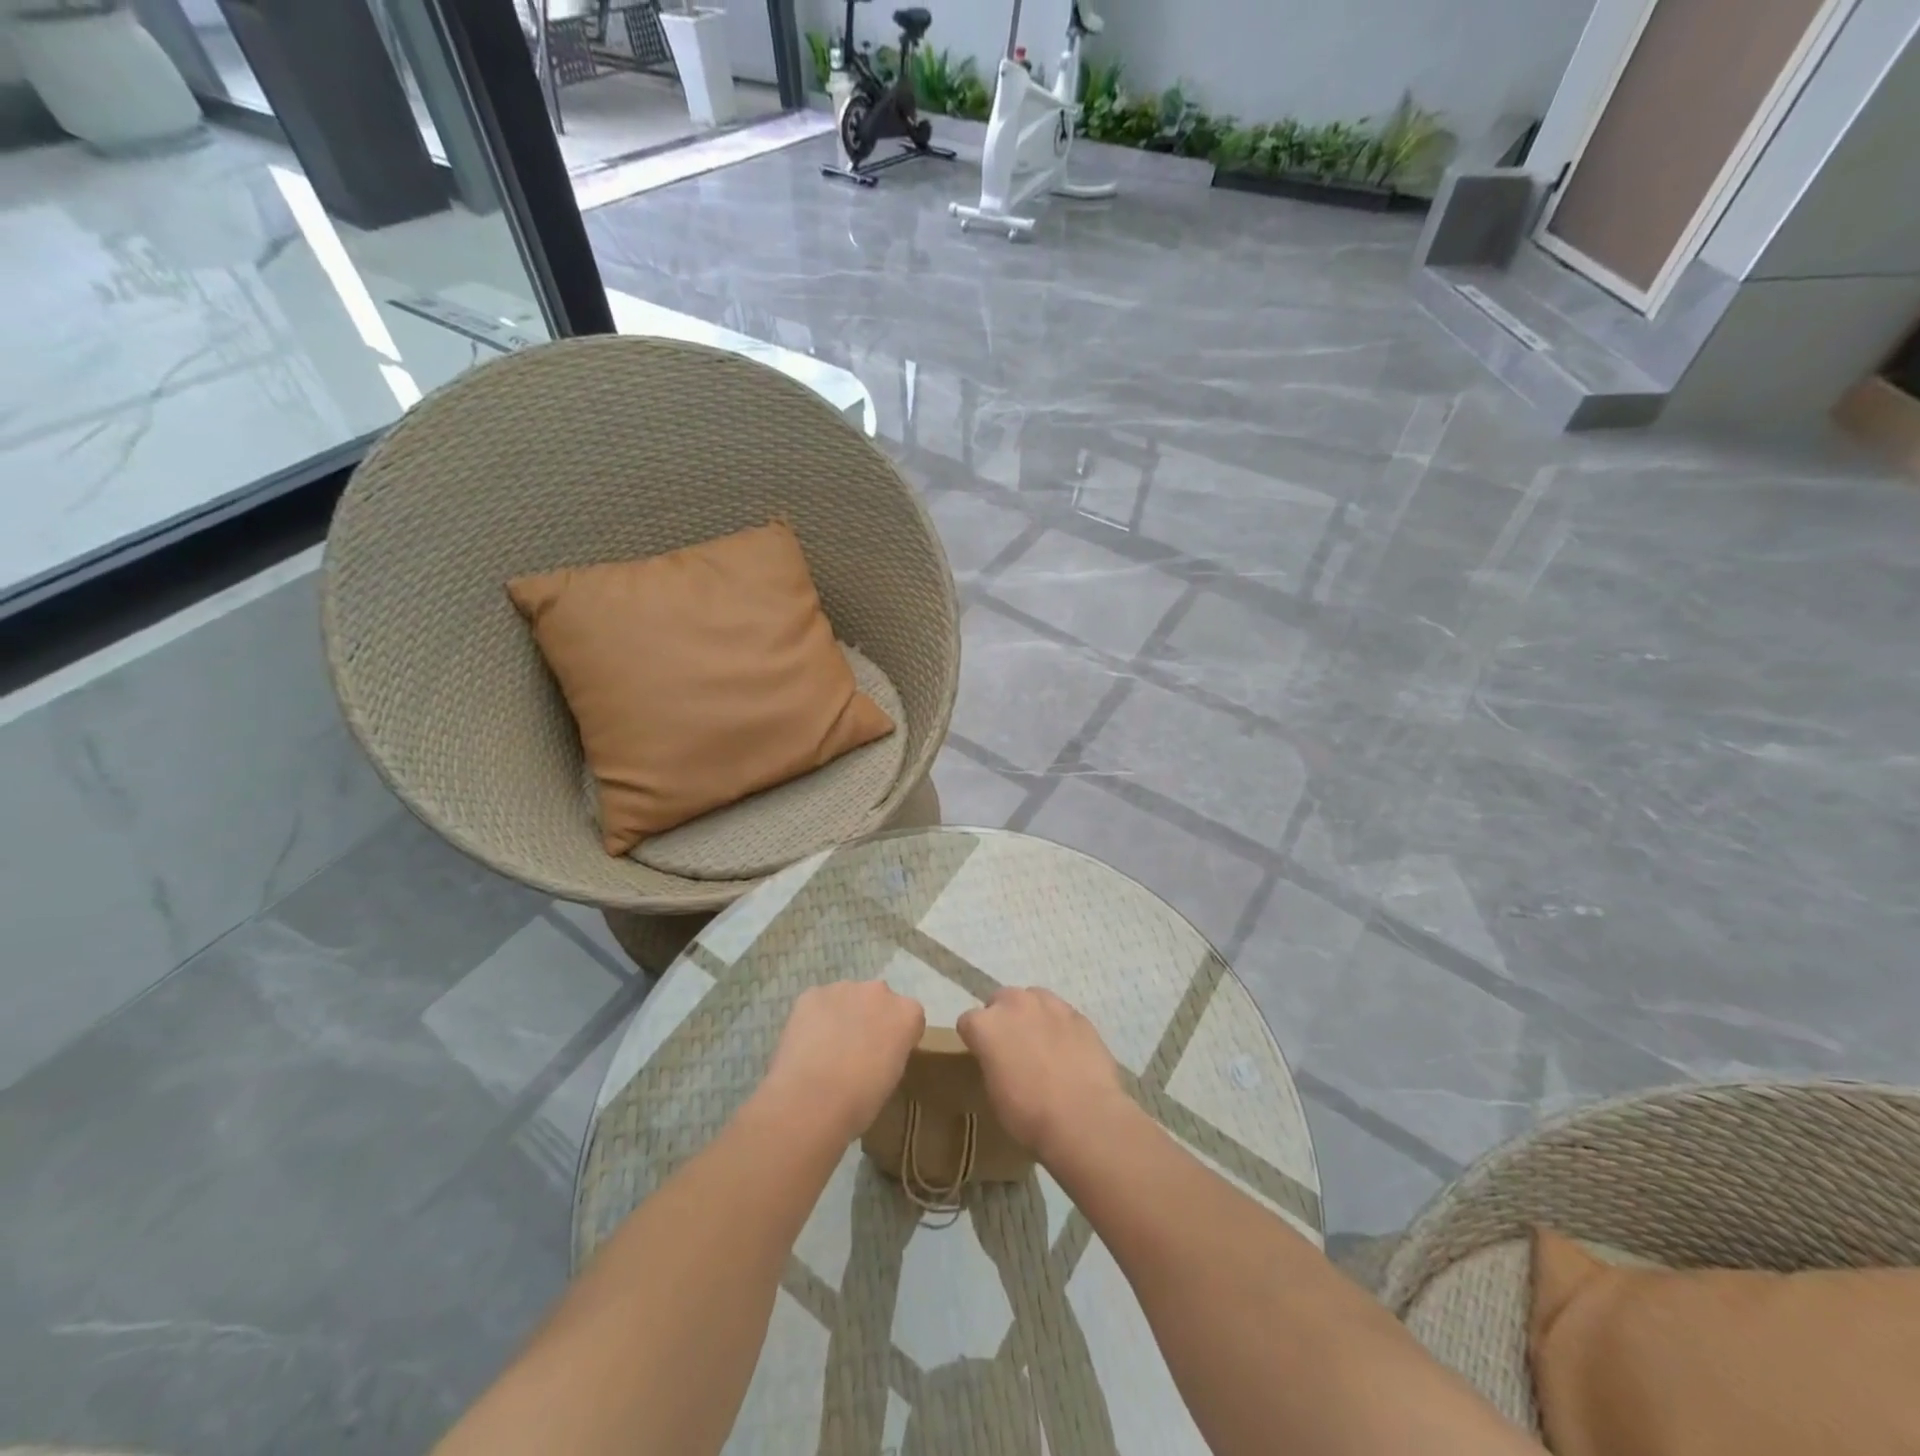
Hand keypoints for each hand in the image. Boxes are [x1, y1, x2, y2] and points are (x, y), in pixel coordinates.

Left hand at [758, 981, 924, 1143]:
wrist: (812, 1101)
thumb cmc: (860, 1102)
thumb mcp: (892, 1078)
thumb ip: (891, 1051)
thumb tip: (877, 1051)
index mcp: (907, 1013)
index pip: (909, 1017)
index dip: (897, 1036)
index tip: (886, 1055)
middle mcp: (879, 991)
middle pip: (878, 1000)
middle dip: (870, 1017)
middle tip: (855, 1049)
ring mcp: (844, 988)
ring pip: (847, 997)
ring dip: (843, 1015)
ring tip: (827, 1048)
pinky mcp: (812, 994)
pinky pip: (818, 1002)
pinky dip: (815, 1017)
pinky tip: (807, 1044)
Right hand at [958, 987, 1132, 1163]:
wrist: (1083, 1117)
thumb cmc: (1029, 1113)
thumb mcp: (994, 1092)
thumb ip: (992, 1061)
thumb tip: (1001, 1057)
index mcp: (986, 1025)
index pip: (968, 1021)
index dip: (975, 1039)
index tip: (984, 1056)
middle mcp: (1014, 1004)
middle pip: (1000, 1000)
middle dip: (1003, 1018)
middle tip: (1012, 1048)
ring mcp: (1049, 1004)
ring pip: (1032, 999)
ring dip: (1031, 1015)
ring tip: (1041, 1044)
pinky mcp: (1077, 1014)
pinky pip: (1060, 1013)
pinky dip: (1059, 1025)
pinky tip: (1067, 1050)